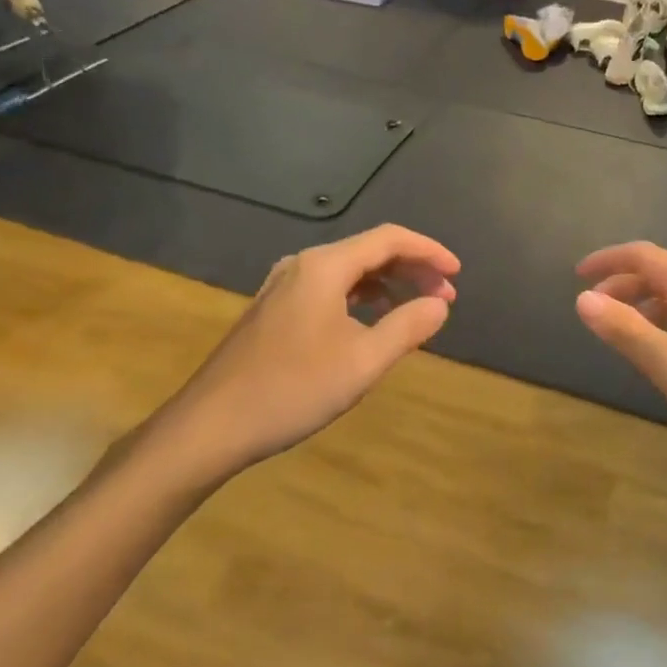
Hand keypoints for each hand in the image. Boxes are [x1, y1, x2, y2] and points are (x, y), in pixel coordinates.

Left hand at [154, 226, 459, 483]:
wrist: (208, 427)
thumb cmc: (291, 390)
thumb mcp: (363, 361)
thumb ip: (408, 327)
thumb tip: (439, 305)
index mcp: (325, 266)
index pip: (390, 239)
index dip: (429, 251)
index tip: (458, 274)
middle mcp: (303, 264)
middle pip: (370, 251)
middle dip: (412, 269)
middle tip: (444, 298)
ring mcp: (284, 285)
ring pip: (350, 271)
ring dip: (388, 284)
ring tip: (417, 311)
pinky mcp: (274, 308)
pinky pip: (330, 288)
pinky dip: (362, 297)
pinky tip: (373, 322)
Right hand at [576, 242, 666, 454]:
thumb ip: (623, 328)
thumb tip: (583, 299)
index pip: (639, 254)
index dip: (605, 261)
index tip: (577, 275)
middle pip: (657, 270)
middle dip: (622, 285)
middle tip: (595, 310)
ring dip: (644, 303)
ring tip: (623, 331)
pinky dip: (666, 317)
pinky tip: (664, 347)